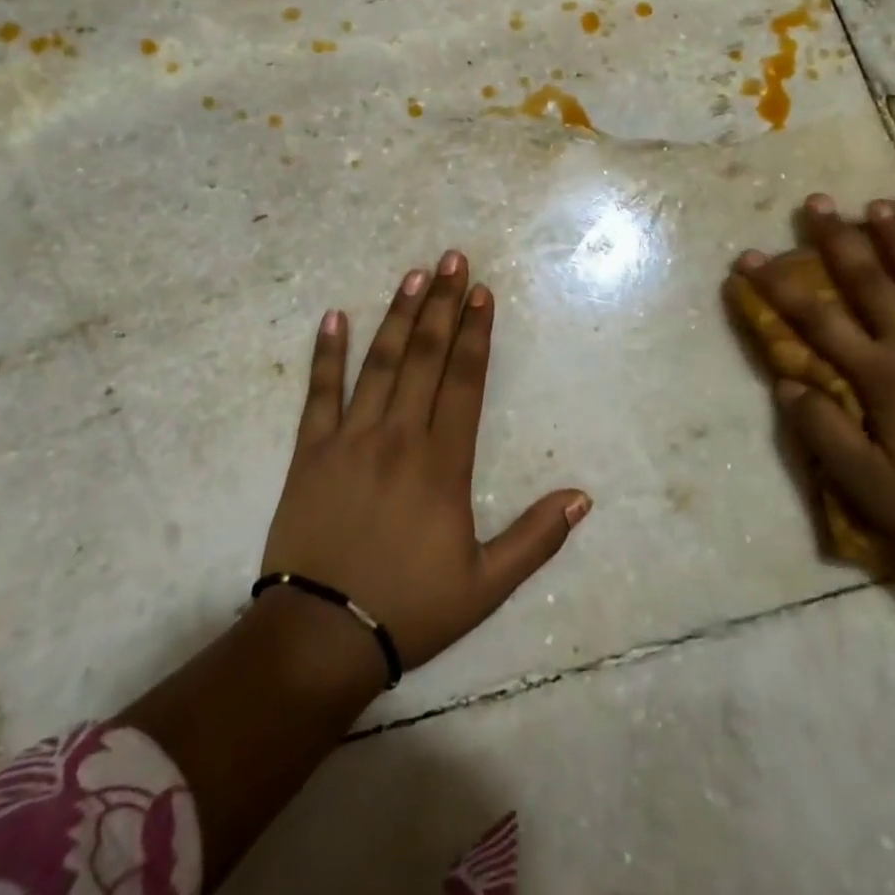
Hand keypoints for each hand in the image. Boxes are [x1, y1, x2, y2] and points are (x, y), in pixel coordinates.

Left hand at [261, 250, 592, 674]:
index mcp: (442, 463)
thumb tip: (583, 497)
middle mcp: (399, 436)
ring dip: (399, 315)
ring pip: (380, 363)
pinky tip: (333, 316)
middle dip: (442, 304)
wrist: (321, 636)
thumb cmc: (409, 608)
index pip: (464, 380)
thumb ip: (536, 538)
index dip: (475, 333)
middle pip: (425, 356)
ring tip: (414, 274)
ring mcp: (351, 438)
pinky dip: (326, 354)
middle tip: (452, 258)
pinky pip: (319, 393)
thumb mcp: (486, 585)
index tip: (482, 292)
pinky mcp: (311, 451)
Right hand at [734, 195, 894, 583]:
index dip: (779, 287)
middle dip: (840, 241)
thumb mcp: (869, 488)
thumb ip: (825, 432)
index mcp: (883, 378)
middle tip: (818, 202)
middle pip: (872, 285)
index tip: (749, 257)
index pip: (817, 322)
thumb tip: (787, 382)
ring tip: (881, 205)